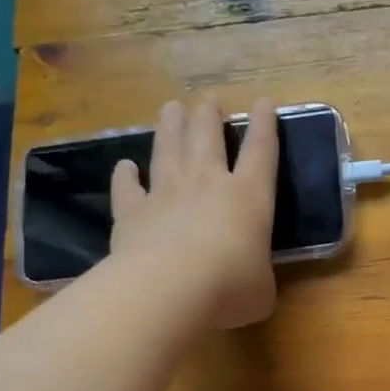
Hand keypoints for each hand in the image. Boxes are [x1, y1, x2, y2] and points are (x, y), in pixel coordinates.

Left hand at [109, 98, 278, 329]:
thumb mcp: (262, 289)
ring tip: (171, 107)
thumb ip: (258, 276)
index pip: (261, 151)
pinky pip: (127, 188)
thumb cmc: (230, 288)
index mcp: (249, 197)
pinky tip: (124, 165)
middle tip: (208, 100)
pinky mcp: (132, 213)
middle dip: (209, 115)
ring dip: (171, 126)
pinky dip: (125, 175)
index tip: (264, 102)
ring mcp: (166, 194)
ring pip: (168, 149)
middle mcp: (208, 184)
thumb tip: (252, 282)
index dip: (264, 125)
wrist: (169, 290)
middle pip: (207, 137)